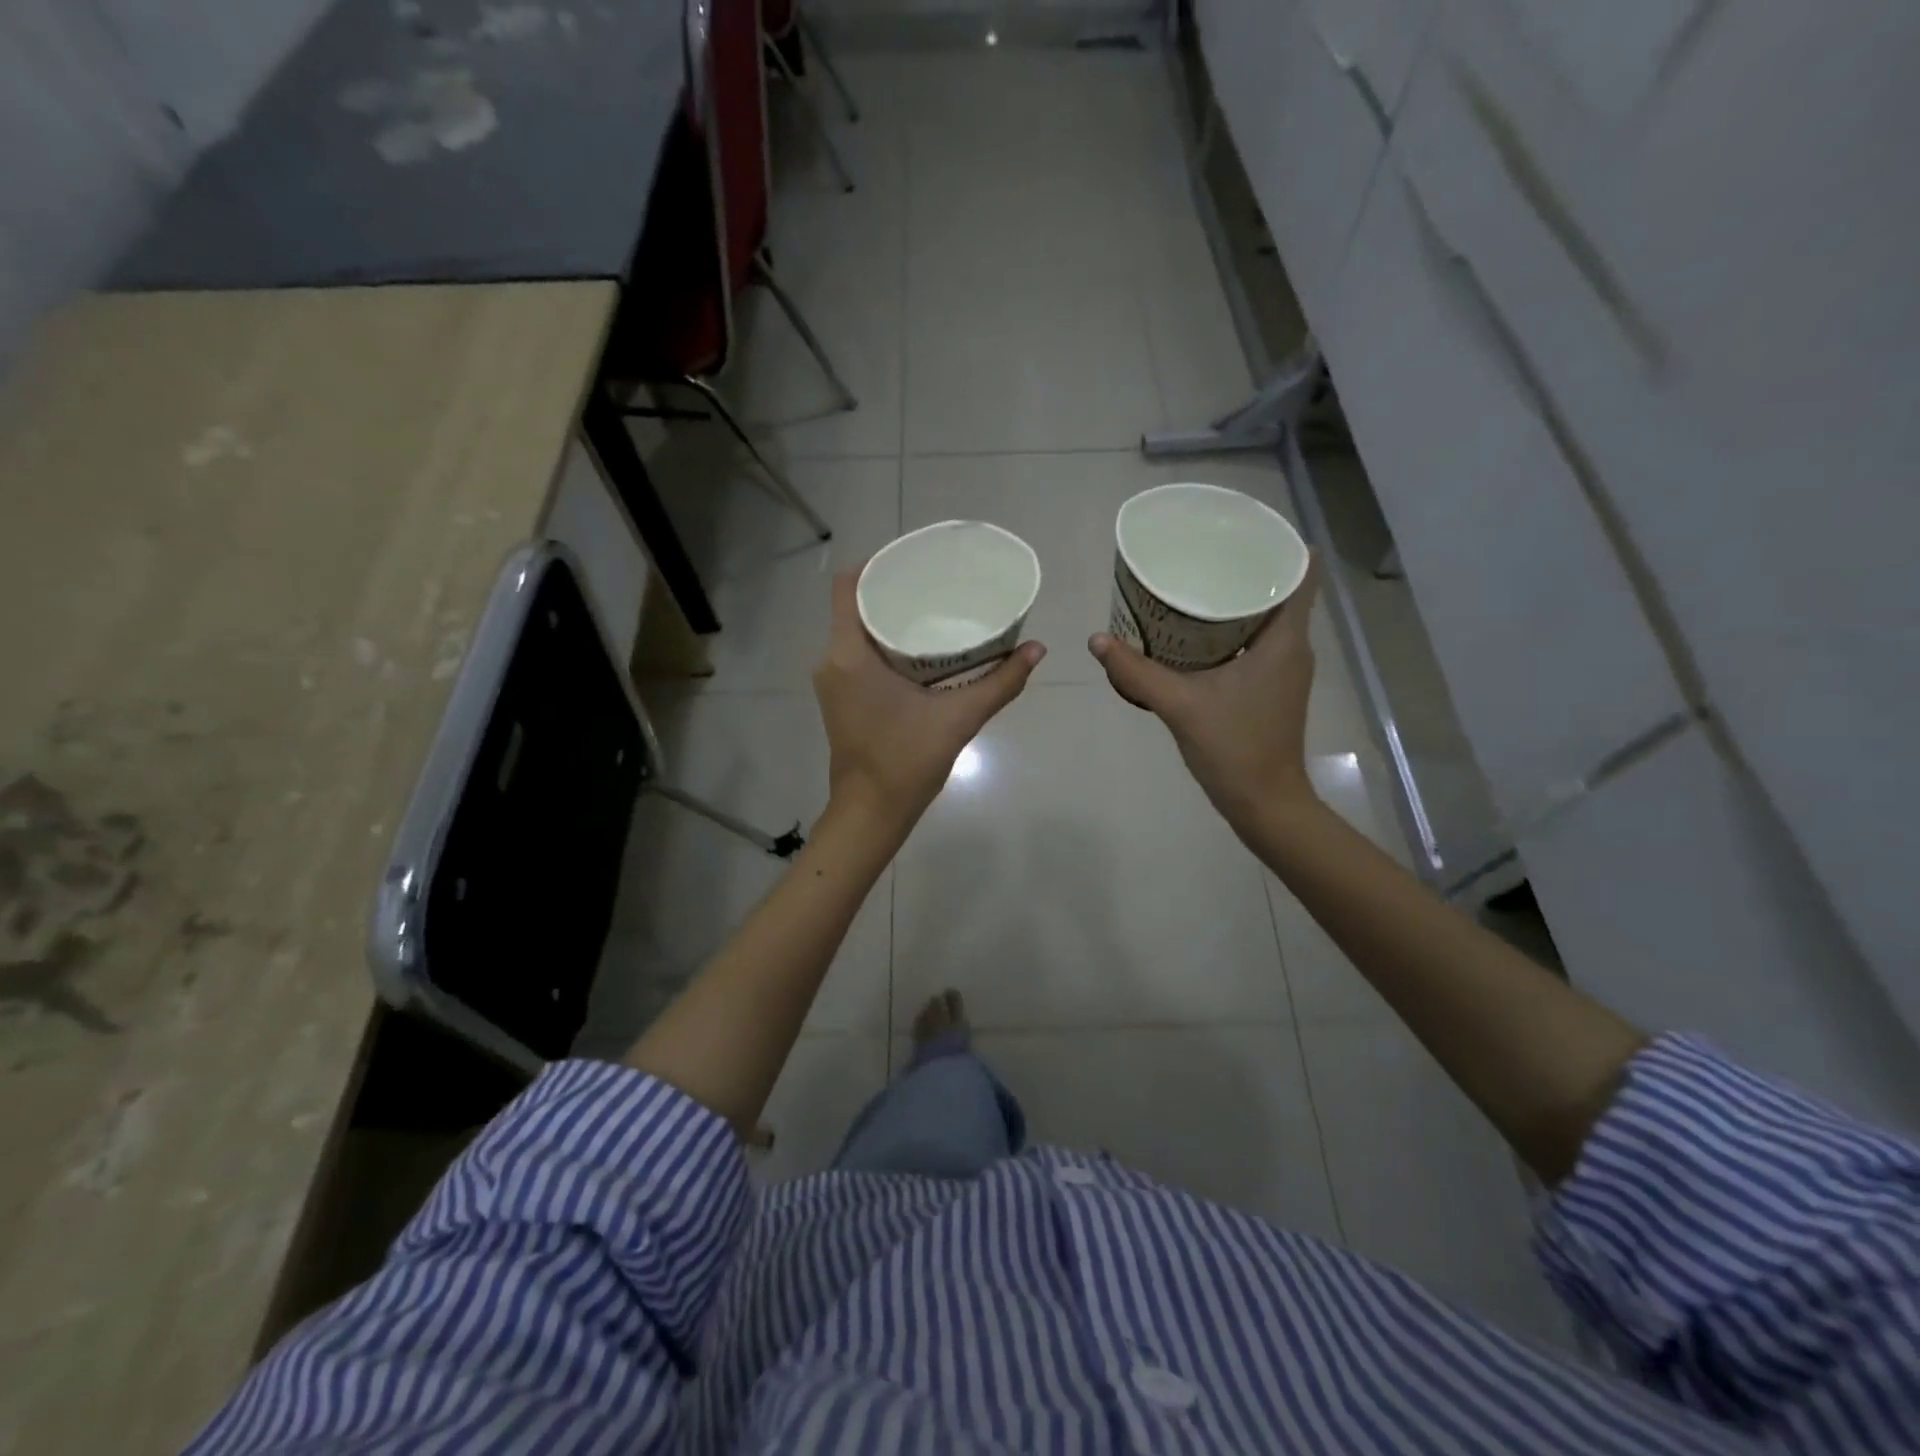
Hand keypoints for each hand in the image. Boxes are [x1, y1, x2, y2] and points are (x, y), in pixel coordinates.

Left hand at [814, 570, 1044, 836]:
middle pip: (856, 604)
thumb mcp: (959, 718)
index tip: (915, 560)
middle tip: (937, 583)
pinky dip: (884, 642)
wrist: (870, 813)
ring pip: (857, 630)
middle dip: (894, 589)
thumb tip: (1037, 649)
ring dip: (890, 617)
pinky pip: (858, 652)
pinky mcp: (841, 697)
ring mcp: (833, 680)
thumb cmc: (906, 762)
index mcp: (849, 654)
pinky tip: (920, 646)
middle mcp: (832, 660)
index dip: (878, 562)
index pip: (849, 585)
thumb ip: (1000, 682)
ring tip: (933, 608)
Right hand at [1088, 556, 1322, 839]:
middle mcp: (1293, 648)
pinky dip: (1233, 630)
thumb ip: (1137, 671)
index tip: (1243, 529)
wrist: (1265, 803)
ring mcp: (1285, 670)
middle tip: (1202, 552)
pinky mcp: (1272, 689)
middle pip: (1279, 591)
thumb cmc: (1234, 748)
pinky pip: (1257, 643)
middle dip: (1244, 569)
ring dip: (1237, 601)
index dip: (1280, 545)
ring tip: (1196, 582)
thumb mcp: (1180, 705)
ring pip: (1267, 618)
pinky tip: (1197, 633)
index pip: (1300, 574)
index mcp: (1284, 641)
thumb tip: (1097, 640)